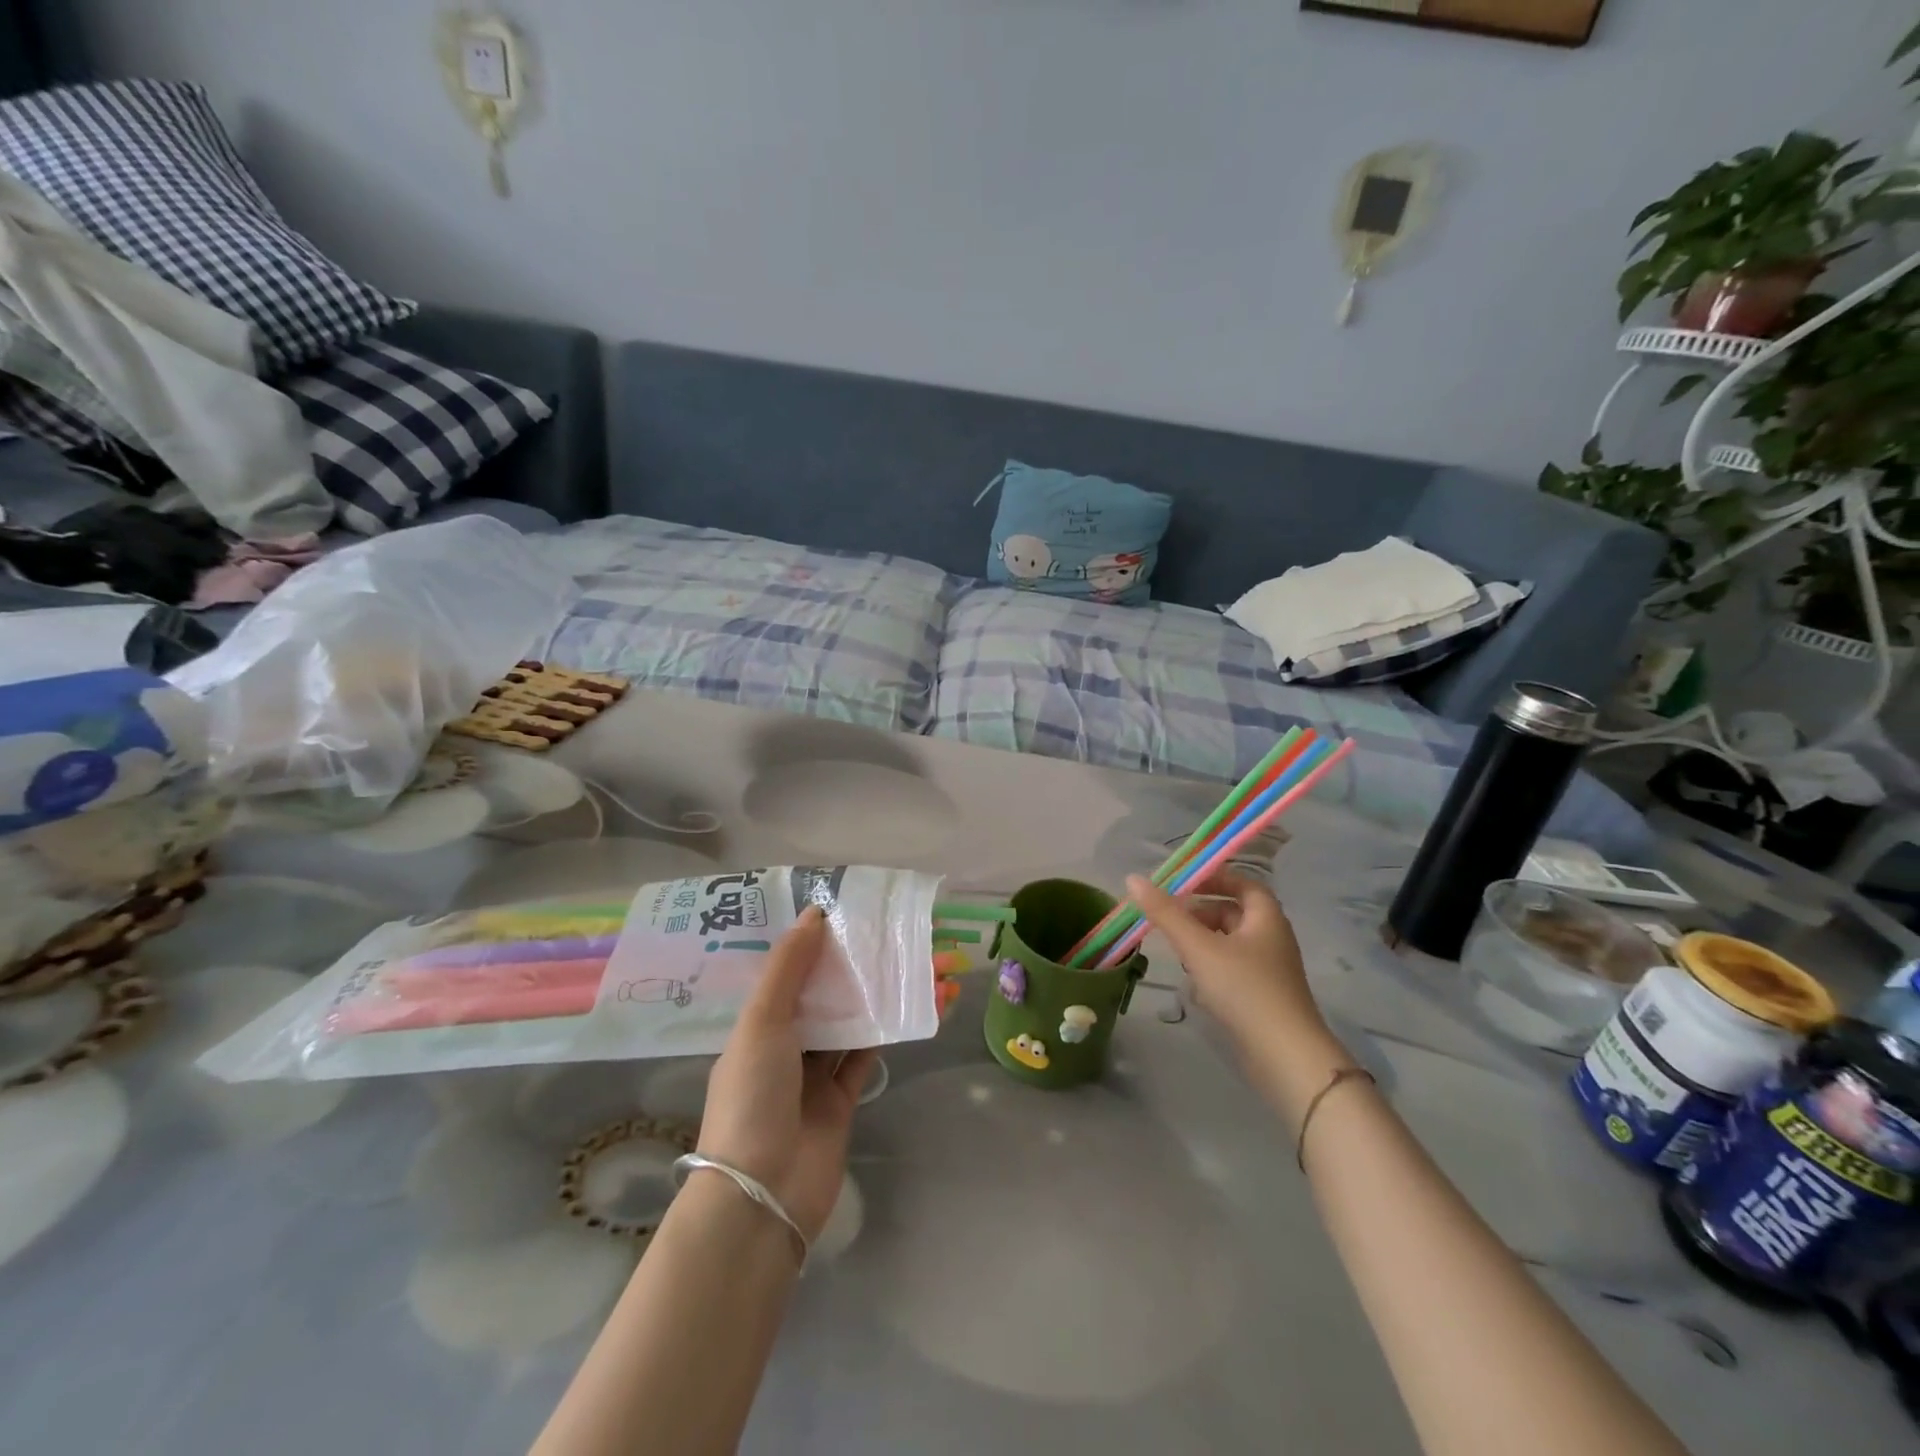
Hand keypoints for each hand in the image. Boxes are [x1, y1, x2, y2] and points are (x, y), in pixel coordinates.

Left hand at [699, 907, 878, 1242]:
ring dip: (872, 998)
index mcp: (755, 1027)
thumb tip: (814, 912)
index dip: (810, 945)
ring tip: (902, 963)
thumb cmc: (753, 1096)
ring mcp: (812, 1076)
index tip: (841, 912)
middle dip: (848, 969)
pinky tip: (905, 1006)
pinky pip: (864, 1058)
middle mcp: (783, 1047)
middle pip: (820, 997)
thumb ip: (788, 967)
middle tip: (882, 933)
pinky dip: (883, 1034)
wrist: (764, 1192)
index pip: (785, 975)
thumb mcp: (762, 1022)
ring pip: (846, 1025)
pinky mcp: (841, 1101)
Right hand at [1124, 871, 1326, 1050]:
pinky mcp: (1263, 998)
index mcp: (1266, 918)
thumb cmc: (1244, 989)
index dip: (1215, 878)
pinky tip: (1193, 984)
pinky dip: (1211, 968)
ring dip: (1203, 942)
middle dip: (1201, 913)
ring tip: (1177, 952)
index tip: (1183, 883)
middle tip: (1170, 919)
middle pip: (1234, 913)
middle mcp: (1272, 939)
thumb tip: (1133, 879)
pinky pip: (1233, 970)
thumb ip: (1165, 913)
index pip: (1244, 884)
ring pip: (1231, 943)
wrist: (1285, 1056)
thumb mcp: (1198, 947)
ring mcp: (1270, 971)